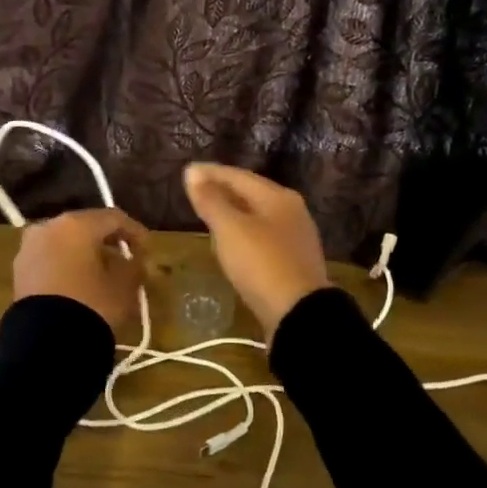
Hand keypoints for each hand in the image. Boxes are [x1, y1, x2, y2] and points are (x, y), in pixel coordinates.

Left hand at [12, 208, 149, 336]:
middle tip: (126, 258)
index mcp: (76, 224)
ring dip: (85, 253)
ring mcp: (29, 247)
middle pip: (86, 227)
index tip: (148, 249)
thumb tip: (135, 260)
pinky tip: (80, 283)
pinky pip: (50, 259)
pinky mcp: (20, 271)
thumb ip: (134, 266)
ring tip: (103, 273)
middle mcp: (49, 226)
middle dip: (107, 241)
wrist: (46, 343)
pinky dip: (67, 265)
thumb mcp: (124, 286)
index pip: (113, 218)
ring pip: (65, 242)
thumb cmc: (92, 304)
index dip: (135, 232)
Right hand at [183, 163, 328, 342]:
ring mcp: (295, 238)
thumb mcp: (230, 229)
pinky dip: (243, 233)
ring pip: (257, 216)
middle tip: (196, 191)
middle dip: (223, 190)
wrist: (299, 315)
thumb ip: (210, 200)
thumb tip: (193, 172)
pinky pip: (262, 237)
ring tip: (210, 215)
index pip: (238, 176)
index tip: (187, 172)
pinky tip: (231, 243)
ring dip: (233, 212)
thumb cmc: (261, 264)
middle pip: (251, 194)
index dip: (211, 173)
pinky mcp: (293, 262)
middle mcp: (291, 211)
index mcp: (277, 197)